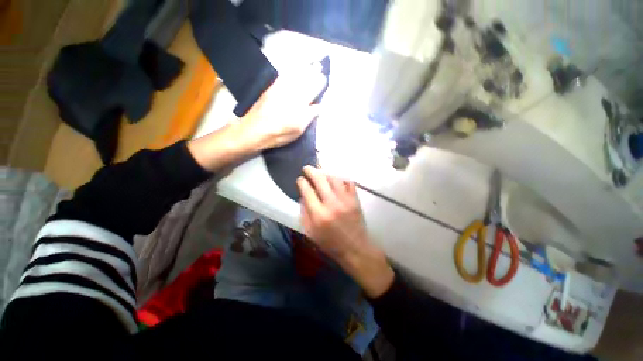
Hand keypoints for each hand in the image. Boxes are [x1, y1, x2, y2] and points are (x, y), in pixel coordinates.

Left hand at [235, 70, 325, 150]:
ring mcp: (279, 91)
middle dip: (312, 73)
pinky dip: (289, 72)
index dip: (318, 84)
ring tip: (310, 63)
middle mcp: (289, 95)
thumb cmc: (277, 135)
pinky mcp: (270, 90)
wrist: (252, 131)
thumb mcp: (296, 131)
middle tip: (319, 66)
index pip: (311, 92)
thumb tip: (318, 107)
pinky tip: (292, 69)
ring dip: (303, 69)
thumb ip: (308, 118)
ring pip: (293, 77)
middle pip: (303, 82)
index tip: (324, 78)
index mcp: (298, 106)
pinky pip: (281, 78)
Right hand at [297, 166, 394, 297]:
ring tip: (321, 172)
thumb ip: (304, 213)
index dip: (302, 182)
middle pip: (320, 180)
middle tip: (307, 168)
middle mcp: (332, 204)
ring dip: (326, 173)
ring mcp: (345, 200)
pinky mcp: (355, 200)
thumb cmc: (330, 244)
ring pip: (334, 178)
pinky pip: (348, 182)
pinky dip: (341, 178)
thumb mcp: (311, 233)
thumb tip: (303, 196)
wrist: (355, 248)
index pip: (307, 191)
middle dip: (311, 171)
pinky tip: (337, 179)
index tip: (300, 179)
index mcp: (318, 215)